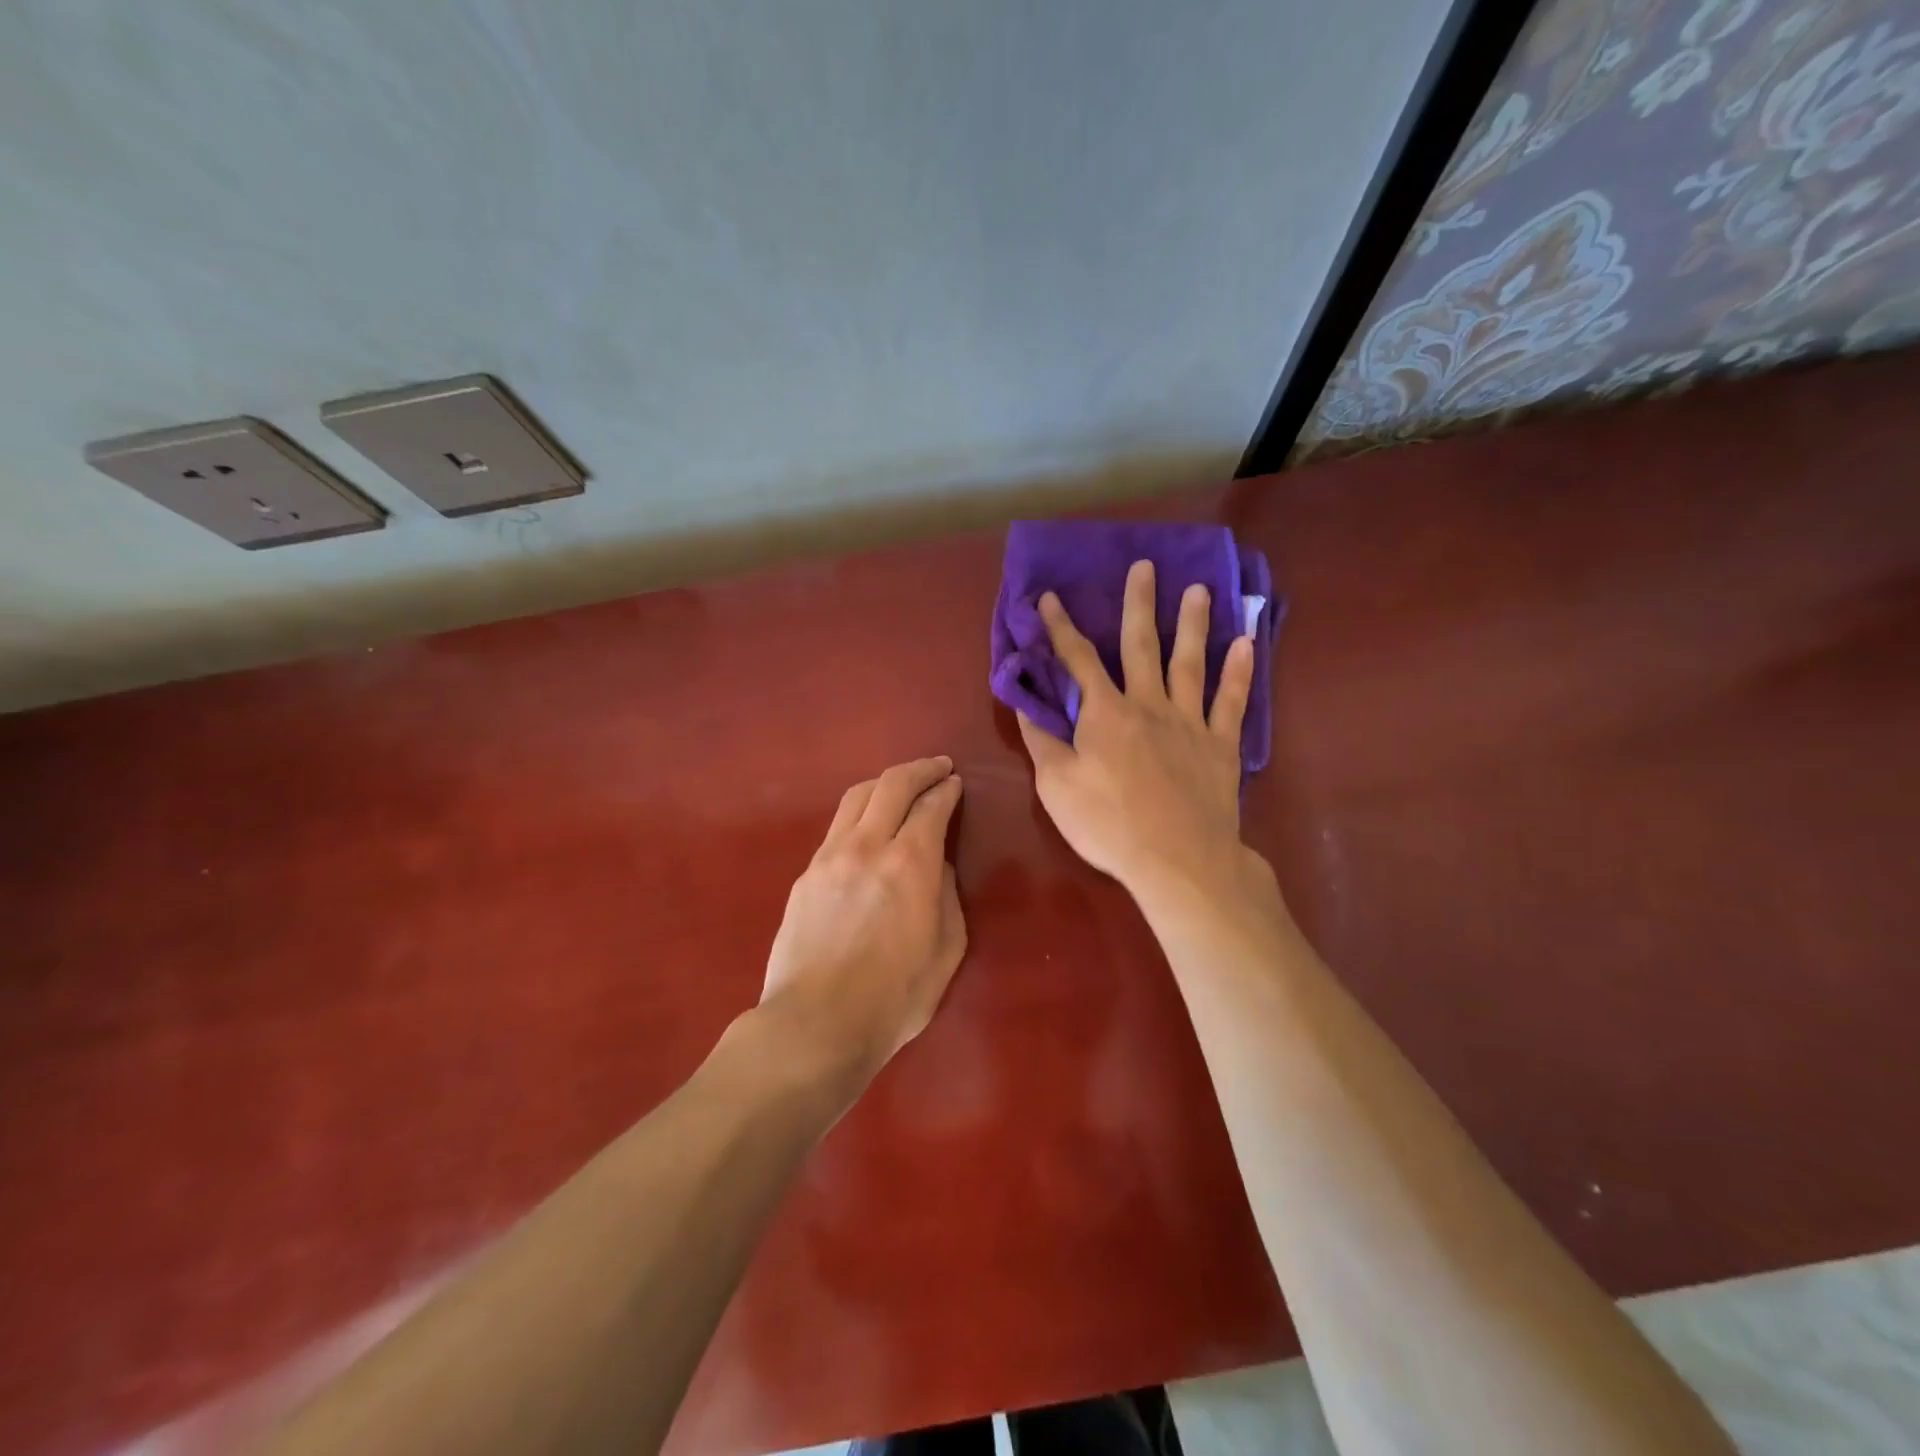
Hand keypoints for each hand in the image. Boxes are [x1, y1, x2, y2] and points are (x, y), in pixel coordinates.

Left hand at [759, 757, 966, 1085]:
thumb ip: (946, 896)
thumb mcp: (946, 950)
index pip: (931, 806)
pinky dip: (860, 812)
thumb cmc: (894, 997)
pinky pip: (837, 826)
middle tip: (937, 767)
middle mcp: (868, 846)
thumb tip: (936, 865)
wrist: (815, 1024)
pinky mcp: (806, 874)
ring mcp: (830, 856)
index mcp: (910, 863)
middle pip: (892, 785)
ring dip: (885, 783)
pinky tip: (868, 825)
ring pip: (857, 797)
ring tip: (901, 785)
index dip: (947, 789)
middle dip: (919, 769)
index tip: (956, 782)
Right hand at [1017, 559, 1254, 909]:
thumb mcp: (1056, 786)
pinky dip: (1239, 672)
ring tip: (1199, 590)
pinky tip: (1246, 644)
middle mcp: (1148, 704)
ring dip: (1193, 623)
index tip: (1049, 597)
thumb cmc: (1108, 824)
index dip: (1061, 628)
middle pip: (1142, 645)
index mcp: (1105, 713)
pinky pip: (1232, 701)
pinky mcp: (1221, 744)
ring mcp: (1190, 721)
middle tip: (1145, 566)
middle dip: (1140, 604)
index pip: (1078, 660)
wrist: (1178, 859)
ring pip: (1191, 662)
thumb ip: (1041, 740)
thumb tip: (1025, 703)